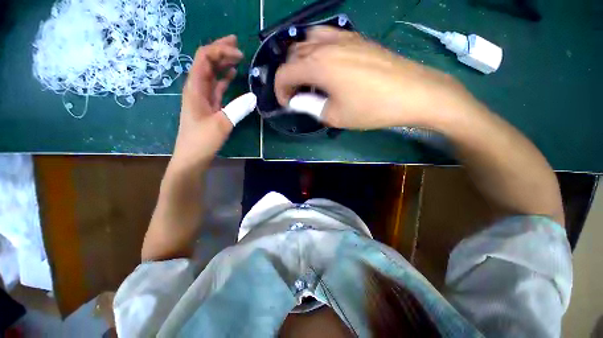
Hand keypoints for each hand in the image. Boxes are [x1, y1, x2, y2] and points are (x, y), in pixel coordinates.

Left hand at [171, 35, 242, 169]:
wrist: (192, 157)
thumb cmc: (202, 141)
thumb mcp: (221, 124)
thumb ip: (238, 109)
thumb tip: (253, 97)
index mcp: (195, 88)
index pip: (204, 58)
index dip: (220, 50)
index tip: (239, 53)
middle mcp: (196, 88)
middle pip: (206, 62)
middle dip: (220, 50)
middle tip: (237, 44)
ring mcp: (202, 97)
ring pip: (212, 74)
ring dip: (222, 63)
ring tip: (237, 57)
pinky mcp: (209, 106)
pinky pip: (216, 87)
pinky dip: (223, 78)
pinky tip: (231, 75)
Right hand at [275, 27, 472, 129]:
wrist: (411, 92)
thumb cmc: (370, 108)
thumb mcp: (335, 115)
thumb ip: (311, 106)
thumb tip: (297, 101)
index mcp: (318, 65)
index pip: (285, 72)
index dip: (280, 90)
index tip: (286, 103)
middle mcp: (326, 45)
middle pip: (294, 54)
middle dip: (289, 76)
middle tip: (296, 94)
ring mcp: (343, 37)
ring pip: (308, 41)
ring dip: (301, 60)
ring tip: (308, 78)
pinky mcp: (357, 38)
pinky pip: (327, 37)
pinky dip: (317, 51)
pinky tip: (326, 65)